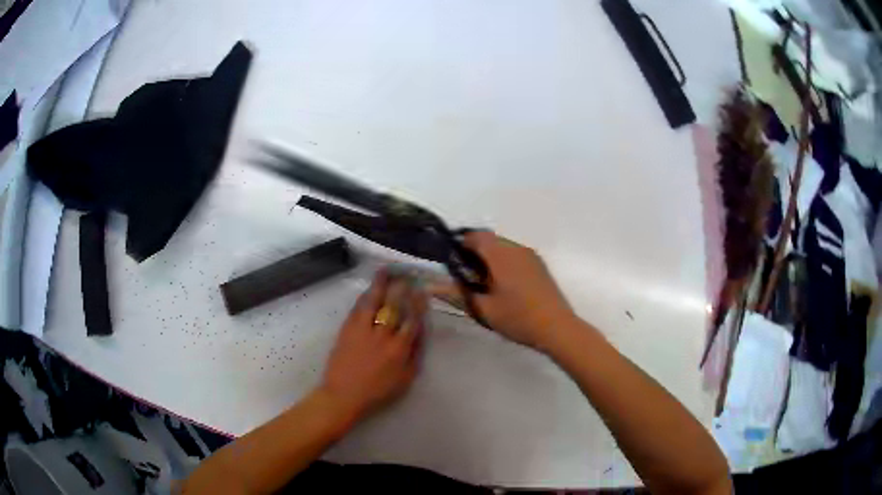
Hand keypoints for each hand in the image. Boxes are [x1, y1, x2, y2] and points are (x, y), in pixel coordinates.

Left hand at [319, 271, 426, 421]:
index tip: (421, 290)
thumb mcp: (405, 379)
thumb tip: (420, 332)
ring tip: (385, 271)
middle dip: (401, 288)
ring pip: (374, 301)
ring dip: (380, 284)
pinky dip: (365, 297)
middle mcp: (382, 335)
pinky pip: (358, 308)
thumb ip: (414, 355)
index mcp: (399, 349)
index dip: (417, 303)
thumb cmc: (377, 391)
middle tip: (405, 274)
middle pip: (394, 305)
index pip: (412, 320)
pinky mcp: (347, 329)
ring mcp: (363, 330)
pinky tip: (369, 289)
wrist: (344, 394)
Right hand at [429, 231, 575, 350]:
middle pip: (489, 239)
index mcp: (501, 254)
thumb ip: (456, 294)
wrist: (557, 327)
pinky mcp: (539, 265)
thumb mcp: (483, 309)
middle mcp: (516, 248)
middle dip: (474, 252)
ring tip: (483, 284)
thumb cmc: (518, 318)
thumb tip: (431, 285)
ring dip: (489, 257)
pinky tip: (503, 286)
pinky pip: (515, 254)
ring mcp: (530, 255)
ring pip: (503, 247)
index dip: (459, 244)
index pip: (475, 236)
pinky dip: (503, 262)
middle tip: (465, 277)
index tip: (451, 262)